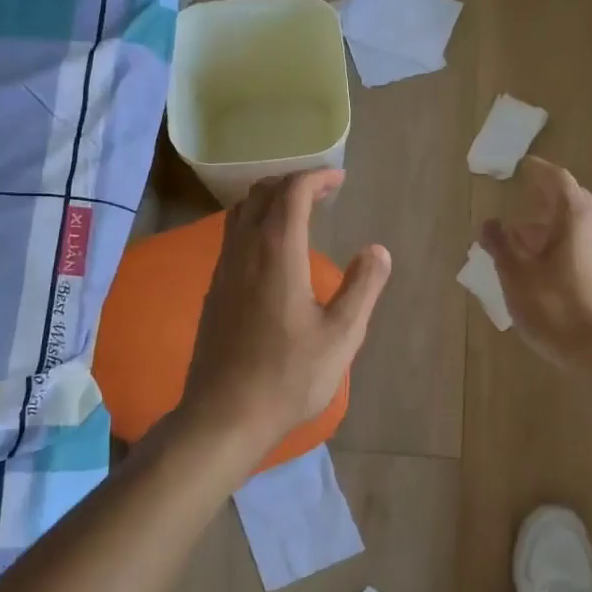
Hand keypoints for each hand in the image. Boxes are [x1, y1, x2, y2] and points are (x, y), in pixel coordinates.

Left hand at [181, 170, 391, 451]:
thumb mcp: (342, 335)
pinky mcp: (214, 290)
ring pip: (241, 212)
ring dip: (270, 200)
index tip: (339, 179)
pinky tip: (272, 250)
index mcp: (277, 252)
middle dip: (294, 182)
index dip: (316, 177)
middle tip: (323, 191)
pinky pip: (232, 236)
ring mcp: (223, 269)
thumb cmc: (289, 376)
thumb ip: (363, 287)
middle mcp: (244, 250)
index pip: (292, 192)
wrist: (224, 414)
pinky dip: (255, 222)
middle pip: (263, 193)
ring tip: (298, 211)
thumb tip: (378, 250)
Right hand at [479, 157, 591, 368]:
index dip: (539, 171)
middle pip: (574, 201)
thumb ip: (501, 246)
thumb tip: (490, 223)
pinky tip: (551, 271)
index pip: (558, 180)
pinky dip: (567, 246)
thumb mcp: (517, 278)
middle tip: (522, 207)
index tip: (523, 167)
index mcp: (577, 219)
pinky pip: (589, 247)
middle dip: (546, 201)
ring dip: (555, 227)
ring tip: (529, 244)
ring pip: (582, 227)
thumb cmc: (559, 311)